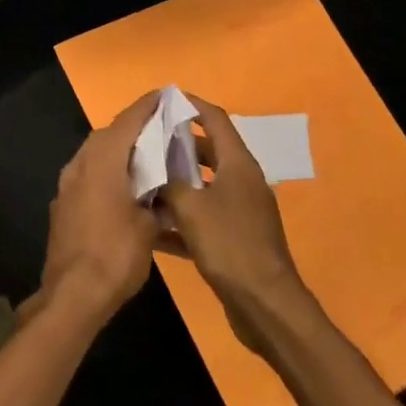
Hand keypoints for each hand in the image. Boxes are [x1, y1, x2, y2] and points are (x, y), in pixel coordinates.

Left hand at [33, 90, 163, 326]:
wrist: (73, 294)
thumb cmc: (116, 254)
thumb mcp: (149, 227)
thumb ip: (157, 201)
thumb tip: (162, 195)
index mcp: (103, 160)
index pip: (129, 120)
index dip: (148, 106)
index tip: (165, 94)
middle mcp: (81, 164)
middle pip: (110, 135)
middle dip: (135, 130)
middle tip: (162, 130)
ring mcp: (68, 185)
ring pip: (98, 157)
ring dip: (121, 154)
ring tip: (149, 161)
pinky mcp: (64, 206)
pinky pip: (90, 179)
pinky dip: (109, 177)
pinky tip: (127, 193)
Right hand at [155, 93, 316, 353]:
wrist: (265, 305)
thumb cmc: (229, 246)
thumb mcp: (191, 208)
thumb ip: (169, 180)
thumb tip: (153, 163)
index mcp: (238, 165)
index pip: (215, 120)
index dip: (191, 105)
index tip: (165, 99)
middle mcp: (241, 182)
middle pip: (207, 152)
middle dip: (176, 146)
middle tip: (144, 143)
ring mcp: (239, 212)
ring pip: (202, 187)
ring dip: (175, 184)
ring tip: (141, 180)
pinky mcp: (234, 239)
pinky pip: (202, 218)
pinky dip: (180, 219)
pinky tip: (150, 229)